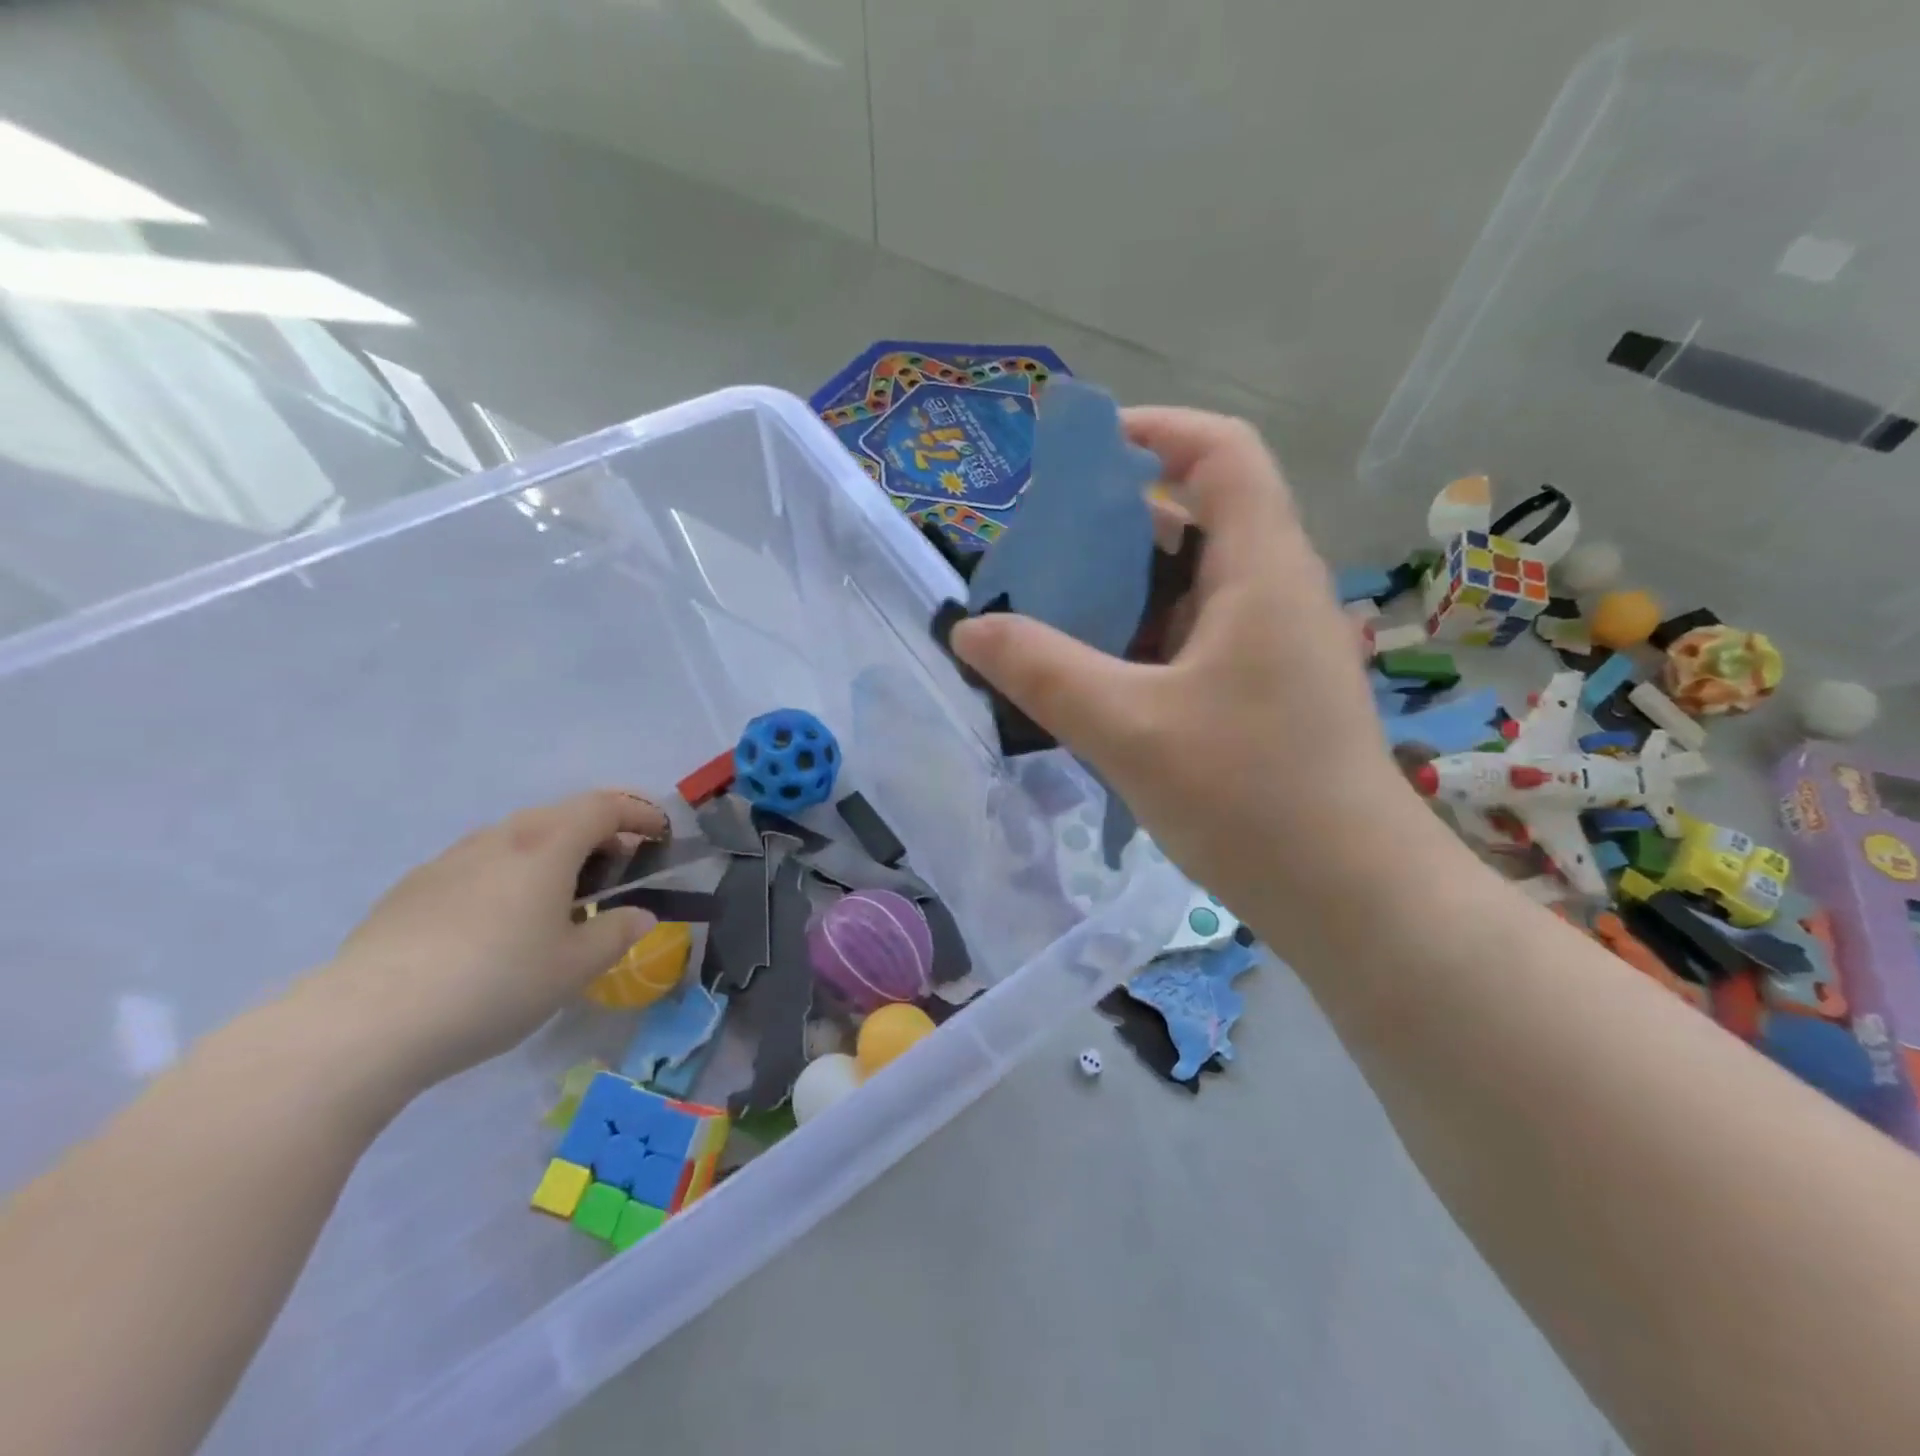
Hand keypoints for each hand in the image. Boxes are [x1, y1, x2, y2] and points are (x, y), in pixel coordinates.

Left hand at [312, 790, 667, 1090]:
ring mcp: (450, 859)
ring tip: (561, 901)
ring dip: (554, 854)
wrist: (366, 1023)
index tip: (662, 836)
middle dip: (601, 833)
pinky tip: (501, 924)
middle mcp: (500, 838)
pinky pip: (481, 864)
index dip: (641, 813)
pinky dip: (512, 874)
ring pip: (518, 838)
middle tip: (619, 872)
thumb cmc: (494, 985)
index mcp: (547, 845)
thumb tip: (639, 915)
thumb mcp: (575, 967)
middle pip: (562, 815)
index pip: (606, 806)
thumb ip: (617, 933)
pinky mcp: (414, 888)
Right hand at [949, 408, 1430, 953]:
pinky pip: (1193, 639)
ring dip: (1120, 593)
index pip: (1221, 452)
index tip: (1078, 453)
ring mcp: (1272, 645)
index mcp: (1262, 569)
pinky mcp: (1262, 692)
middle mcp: (1274, 591)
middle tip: (1038, 558)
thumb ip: (1043, 672)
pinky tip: (1092, 679)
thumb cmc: (1251, 798)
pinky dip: (1139, 641)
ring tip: (1048, 618)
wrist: (1350, 895)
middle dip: (1112, 526)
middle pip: (1195, 519)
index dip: (1154, 430)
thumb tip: (969, 628)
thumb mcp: (1130, 729)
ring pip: (1189, 588)